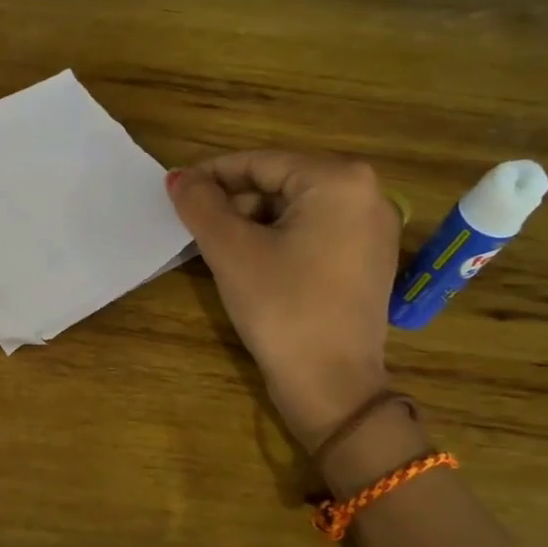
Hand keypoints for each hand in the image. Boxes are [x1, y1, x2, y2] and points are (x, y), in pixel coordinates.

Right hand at [167, 151, 398, 449]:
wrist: (332, 384)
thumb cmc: (281, 307)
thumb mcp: (231, 250)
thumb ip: (200, 204)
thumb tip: (177, 177)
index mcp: (339, 180)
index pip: (259, 162)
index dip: (211, 175)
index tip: (174, 191)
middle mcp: (367, 193)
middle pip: (280, 183)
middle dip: (233, 202)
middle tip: (195, 227)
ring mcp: (373, 228)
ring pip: (295, 209)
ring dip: (252, 222)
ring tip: (218, 248)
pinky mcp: (369, 259)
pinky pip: (314, 232)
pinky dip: (278, 240)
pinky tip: (251, 263)